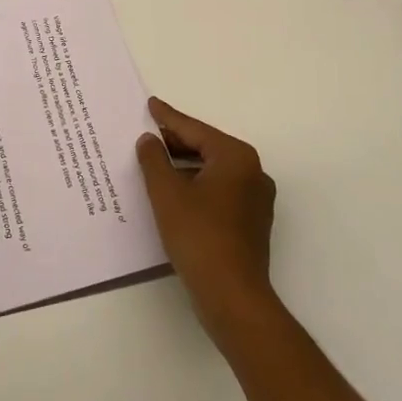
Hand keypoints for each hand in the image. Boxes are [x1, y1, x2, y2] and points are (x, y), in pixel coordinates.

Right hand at [137, 97, 278, 343]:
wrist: (232, 296)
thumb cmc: (198, 236)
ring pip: (212, 172)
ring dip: (183, 167)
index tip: (150, 105)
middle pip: (206, 148)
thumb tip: (149, 140)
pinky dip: (195, 187)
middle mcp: (252, 172)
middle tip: (146, 135)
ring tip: (153, 163)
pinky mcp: (251, 223)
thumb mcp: (166, 192)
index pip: (194, 130)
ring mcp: (255, 200)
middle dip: (175, 143)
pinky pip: (218, 192)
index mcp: (236, 157)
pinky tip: (172, 194)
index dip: (168, 118)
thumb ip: (154, 159)